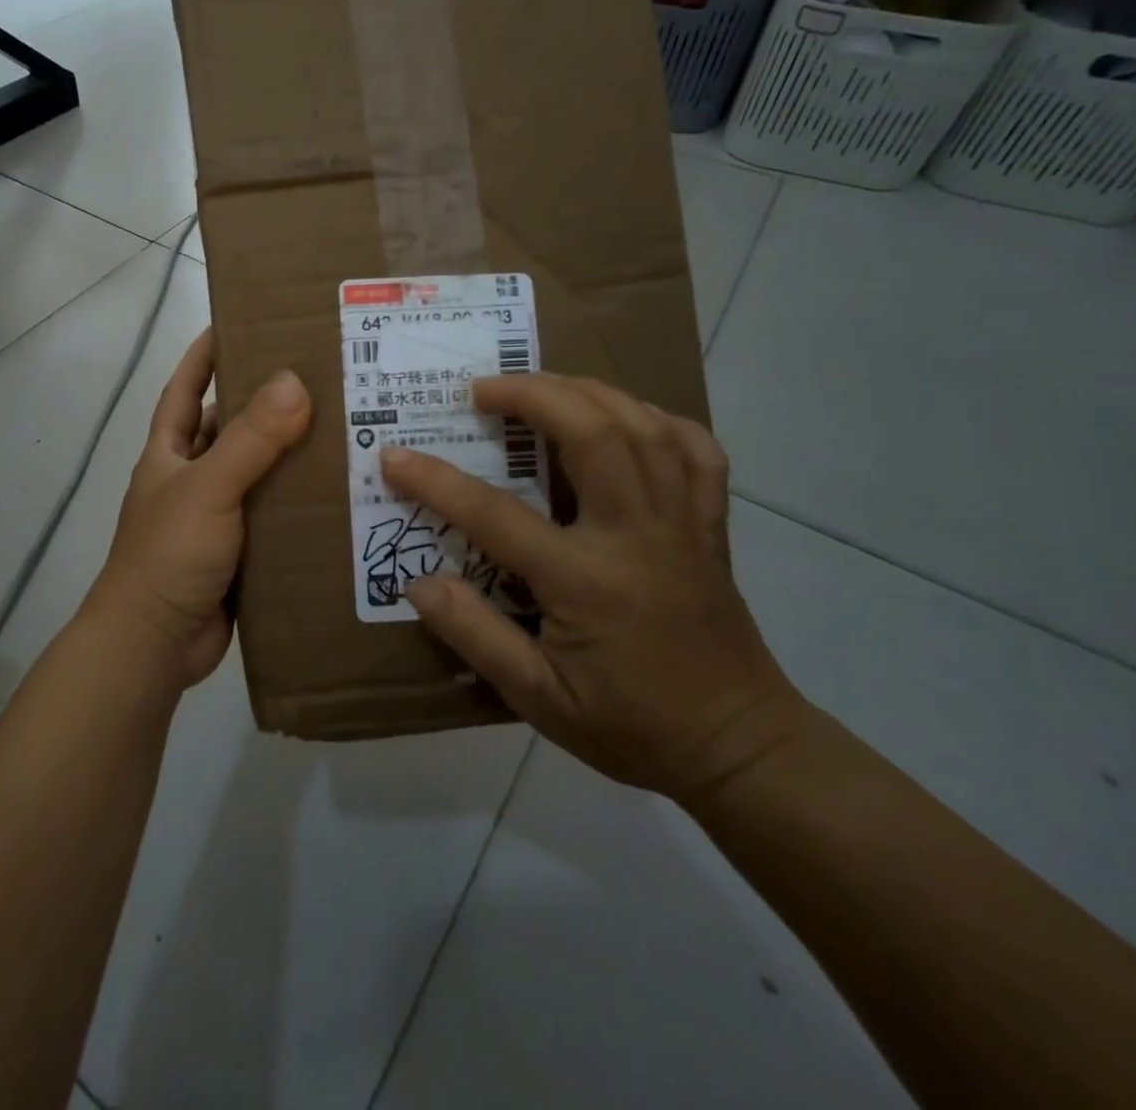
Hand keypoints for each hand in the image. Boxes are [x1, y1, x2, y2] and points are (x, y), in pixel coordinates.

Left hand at [88, 329, 311, 689]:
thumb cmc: (168, 555)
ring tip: (345, 428)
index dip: (206, 354)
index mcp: (170, 453)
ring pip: (258, 473)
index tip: (241, 322)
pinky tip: (340, 494)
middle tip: (321, 377)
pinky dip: (299, 504)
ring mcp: (216, 517)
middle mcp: (192, 478)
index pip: (185, 388)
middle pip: (230, 427)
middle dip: (266, 403)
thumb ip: (250, 439)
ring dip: (291, 455)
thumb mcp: (208, 488)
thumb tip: (294, 381)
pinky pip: (274, 516)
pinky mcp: (241, 552)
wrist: (154, 645)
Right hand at [380, 373, 808, 802]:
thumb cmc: (631, 725)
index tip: (396, 456)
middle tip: (484, 389)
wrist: (739, 747)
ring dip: (588, 392)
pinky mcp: (710, 527)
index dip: (438, 482)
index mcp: (586, 581)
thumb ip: (476, 636)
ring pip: (643, 428)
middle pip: (592, 434)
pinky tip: (629, 418)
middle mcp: (636, 536)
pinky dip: (661, 421)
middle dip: (533, 395)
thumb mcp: (539, 700)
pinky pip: (697, 452)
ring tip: (543, 387)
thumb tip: (418, 583)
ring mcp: (682, 524)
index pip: (497, 516)